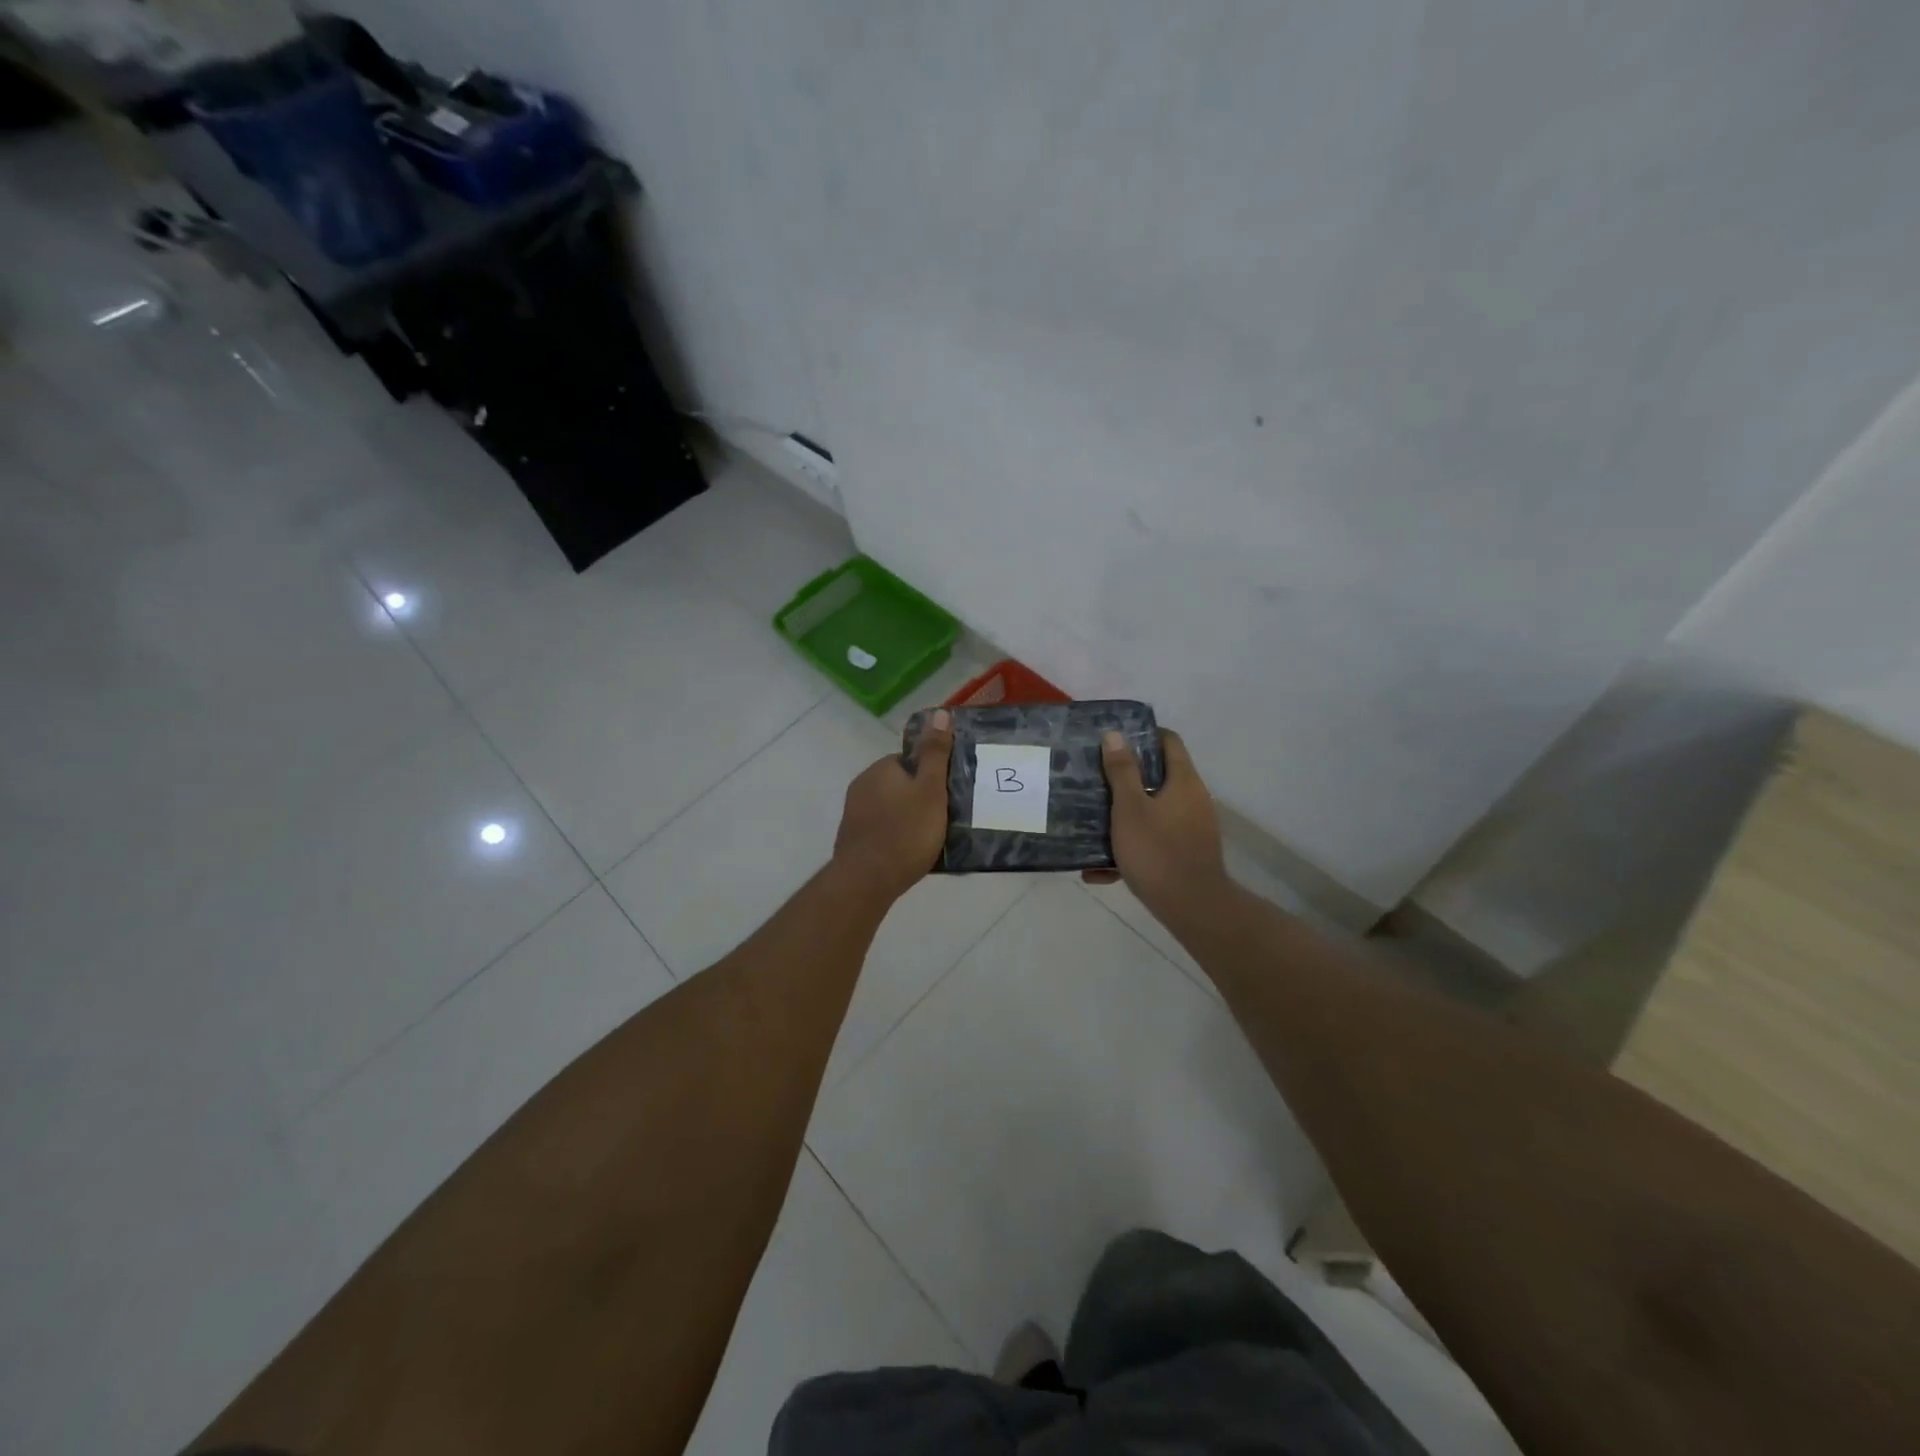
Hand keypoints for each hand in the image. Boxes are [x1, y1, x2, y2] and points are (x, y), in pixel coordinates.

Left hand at [832, 708, 954, 902]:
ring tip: (929, 839)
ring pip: (890, 808)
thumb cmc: (905, 832)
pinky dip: (896, 837)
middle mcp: (862, 786)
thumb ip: (935, 753)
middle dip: (919, 798)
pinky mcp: (853, 840)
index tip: (946, 795)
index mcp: (880, 769)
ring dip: (907, 819)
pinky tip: (909, 854)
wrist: (866, 881)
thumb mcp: (930, 790)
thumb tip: (939, 713)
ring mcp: (854, 814)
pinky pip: (881, 830)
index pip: (909, 761)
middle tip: (943, 818)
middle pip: (900, 785)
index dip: (930, 776)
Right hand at [1087, 726, 1230, 925]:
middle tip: (1093, 778)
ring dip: (1124, 815)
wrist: (1192, 908)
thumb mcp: (1130, 808)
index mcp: (1183, 781)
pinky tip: (1099, 870)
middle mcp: (1193, 799)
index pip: (1168, 741)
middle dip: (1125, 778)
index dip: (1142, 735)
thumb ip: (1122, 771)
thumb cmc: (1157, 851)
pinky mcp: (1186, 854)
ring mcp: (1192, 828)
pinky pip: (1154, 842)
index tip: (1113, 740)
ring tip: (1090, 821)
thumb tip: (1115, 734)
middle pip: (1158, 776)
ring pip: (1153, 811)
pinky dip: (1130, 848)